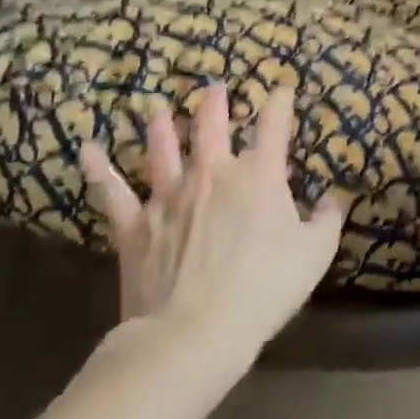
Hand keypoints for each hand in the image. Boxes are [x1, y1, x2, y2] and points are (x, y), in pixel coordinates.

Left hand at [78, 83, 344, 358]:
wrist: (194, 331)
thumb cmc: (265, 288)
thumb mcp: (315, 254)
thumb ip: (326, 220)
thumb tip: (331, 200)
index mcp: (259, 175)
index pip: (273, 126)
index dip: (279, 103)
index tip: (283, 90)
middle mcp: (213, 173)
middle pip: (212, 125)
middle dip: (215, 102)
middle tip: (214, 87)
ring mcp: (169, 196)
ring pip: (163, 150)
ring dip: (162, 127)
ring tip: (160, 110)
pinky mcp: (135, 225)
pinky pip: (112, 191)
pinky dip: (99, 169)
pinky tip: (87, 149)